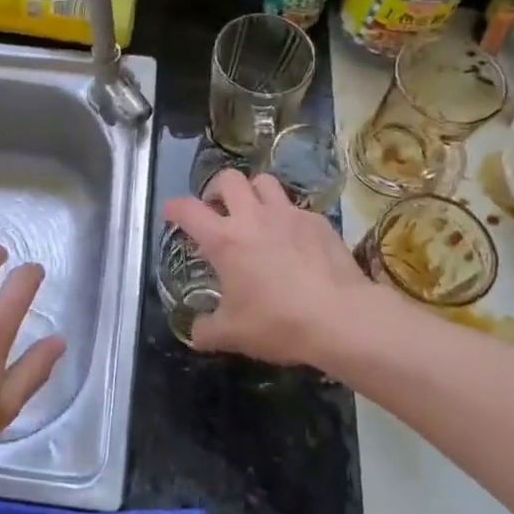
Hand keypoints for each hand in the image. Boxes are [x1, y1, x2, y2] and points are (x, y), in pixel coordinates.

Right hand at [164, 169, 381, 369]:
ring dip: (253, 193)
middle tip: (218, 211)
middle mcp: (253, 217)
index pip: (188, 209)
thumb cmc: (278, 322)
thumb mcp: (233, 334)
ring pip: (264, 182)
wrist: (341, 318)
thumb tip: (195, 332)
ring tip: (254, 214)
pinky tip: (292, 240)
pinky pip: (296, 207)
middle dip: (217, 190)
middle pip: (228, 179)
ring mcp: (288, 215)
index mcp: (225, 240)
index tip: (172, 214)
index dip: (174, 208)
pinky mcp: (318, 221)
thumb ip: (206, 330)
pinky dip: (287, 217)